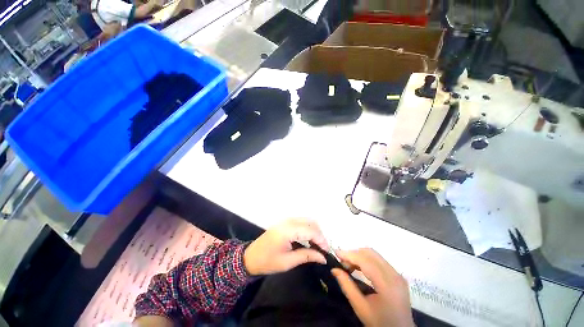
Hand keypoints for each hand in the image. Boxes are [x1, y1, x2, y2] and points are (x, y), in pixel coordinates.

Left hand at [243, 218, 328, 274]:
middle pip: (311, 222)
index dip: (321, 240)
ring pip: (307, 220)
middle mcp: (288, 221)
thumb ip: (307, 256)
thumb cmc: (268, 261)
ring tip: (317, 245)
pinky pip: (302, 221)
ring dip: (315, 231)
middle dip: (320, 235)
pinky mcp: (286, 222)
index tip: (327, 252)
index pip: (311, 230)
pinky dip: (308, 228)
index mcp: (288, 230)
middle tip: (322, 249)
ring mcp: (287, 220)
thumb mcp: (288, 262)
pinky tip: (309, 239)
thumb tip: (323, 257)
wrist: (251, 257)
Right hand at [332, 248, 413, 326]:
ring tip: (348, 265)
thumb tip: (334, 269)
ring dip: (359, 256)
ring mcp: (397, 274)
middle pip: (370, 253)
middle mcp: (394, 275)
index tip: (336, 253)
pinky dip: (366, 259)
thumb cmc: (379, 323)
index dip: (349, 254)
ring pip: (374, 255)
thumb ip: (347, 286)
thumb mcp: (360, 307)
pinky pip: (379, 260)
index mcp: (387, 284)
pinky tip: (359, 267)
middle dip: (353, 254)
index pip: (366, 261)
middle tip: (342, 262)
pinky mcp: (397, 275)